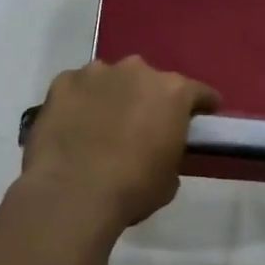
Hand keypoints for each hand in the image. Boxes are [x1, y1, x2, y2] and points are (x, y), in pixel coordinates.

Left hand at [21, 57, 221, 232]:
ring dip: (114, 95)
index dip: (202, 105)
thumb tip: (159, 149)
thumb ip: (171, 151)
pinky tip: (74, 125)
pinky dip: (80, 101)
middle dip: (150, 99)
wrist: (72, 193)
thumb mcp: (170, 178)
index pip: (199, 92)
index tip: (202, 116)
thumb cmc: (133, 188)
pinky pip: (78, 88)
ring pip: (112, 79)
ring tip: (104, 124)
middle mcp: (137, 71)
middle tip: (144, 125)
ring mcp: (96, 73)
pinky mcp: (62, 82)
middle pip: (151, 81)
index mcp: (173, 92)